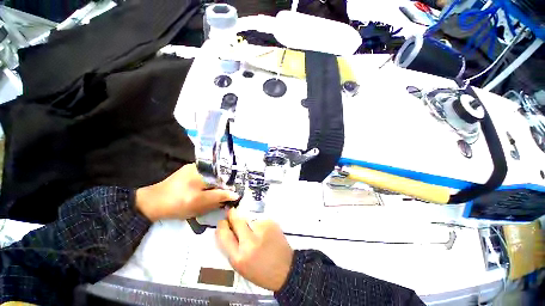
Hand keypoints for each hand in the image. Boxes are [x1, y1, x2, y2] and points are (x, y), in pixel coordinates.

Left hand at [136, 163, 238, 221]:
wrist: (151, 204)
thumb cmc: (176, 204)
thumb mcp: (199, 202)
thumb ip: (219, 197)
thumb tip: (236, 194)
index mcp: (202, 170)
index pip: (224, 174)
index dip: (231, 183)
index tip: (235, 193)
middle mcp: (199, 165)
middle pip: (219, 174)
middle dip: (223, 185)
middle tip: (225, 197)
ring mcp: (194, 168)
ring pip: (212, 176)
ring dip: (216, 186)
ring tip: (215, 196)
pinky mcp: (189, 172)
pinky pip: (205, 177)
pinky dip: (209, 185)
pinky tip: (207, 192)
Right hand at [216, 209, 293, 291]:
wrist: (286, 269)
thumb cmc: (261, 271)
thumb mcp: (241, 266)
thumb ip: (231, 247)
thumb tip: (226, 229)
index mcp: (239, 258)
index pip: (224, 235)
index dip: (222, 226)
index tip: (222, 222)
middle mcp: (250, 242)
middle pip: (237, 220)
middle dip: (232, 215)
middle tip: (232, 212)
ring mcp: (262, 230)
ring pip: (249, 218)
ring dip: (248, 222)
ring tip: (255, 231)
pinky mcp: (271, 223)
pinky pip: (259, 219)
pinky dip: (258, 223)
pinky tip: (264, 232)